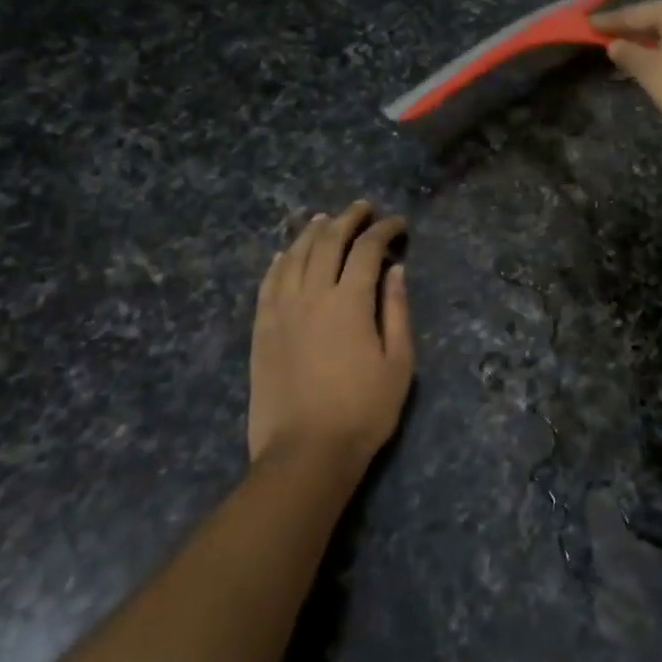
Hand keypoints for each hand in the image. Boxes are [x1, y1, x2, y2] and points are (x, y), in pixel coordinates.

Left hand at [249, 202, 413, 471]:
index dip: (384, 230)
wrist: (305, 452)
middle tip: (363, 208)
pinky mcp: (262, 328)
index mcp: (350, 302)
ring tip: (325, 219)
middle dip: (348, 219)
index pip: (367, 250)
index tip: (398, 224)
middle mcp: (312, 295)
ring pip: (294, 256)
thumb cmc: (363, 411)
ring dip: (312, 232)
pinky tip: (287, 253)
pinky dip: (280, 261)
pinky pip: (268, 282)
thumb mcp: (399, 363)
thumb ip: (396, 311)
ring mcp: (281, 310)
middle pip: (327, 242)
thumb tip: (395, 270)